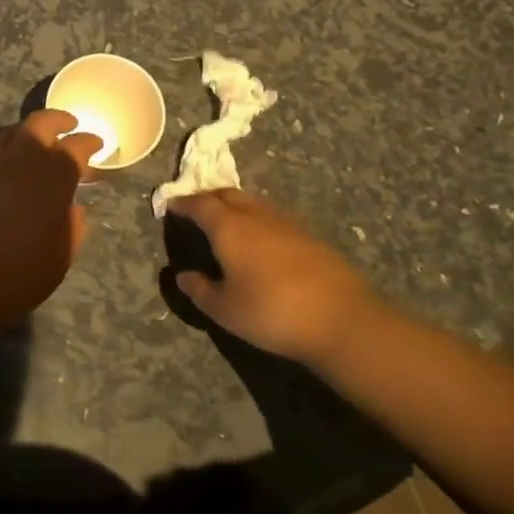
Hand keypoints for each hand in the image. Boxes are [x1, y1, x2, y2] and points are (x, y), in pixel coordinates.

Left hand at [0, 109, 100, 330]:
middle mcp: (18, 162)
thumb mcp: (60, 256)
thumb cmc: (18, 274)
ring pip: (7, 136)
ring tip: (33, 145)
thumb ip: (71, 226)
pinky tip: (2, 180)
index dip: (89, 142)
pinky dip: (1, 162)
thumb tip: (70, 208)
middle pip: (39, 124)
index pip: (76, 147)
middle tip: (68, 124)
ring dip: (25, 134)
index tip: (96, 143)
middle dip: (57, 120)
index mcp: (51, 177)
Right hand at [166, 189, 378, 365]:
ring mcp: (286, 222)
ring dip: (234, 207)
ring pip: (252, 203)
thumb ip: (200, 290)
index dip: (182, 203)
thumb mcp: (225, 310)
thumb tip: (182, 275)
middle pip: (226, 194)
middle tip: (196, 210)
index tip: (170, 206)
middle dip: (207, 198)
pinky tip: (260, 242)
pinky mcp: (309, 235)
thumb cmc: (272, 312)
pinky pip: (272, 217)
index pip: (199, 204)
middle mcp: (255, 215)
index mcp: (229, 227)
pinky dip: (257, 220)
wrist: (342, 318)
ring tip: (226, 224)